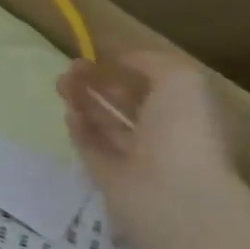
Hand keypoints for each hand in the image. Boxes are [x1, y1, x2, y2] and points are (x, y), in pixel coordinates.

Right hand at [57, 51, 235, 226]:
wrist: (170, 194)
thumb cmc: (183, 131)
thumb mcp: (180, 79)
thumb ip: (149, 61)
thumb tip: (119, 58)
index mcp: (189, 114)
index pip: (156, 86)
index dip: (128, 68)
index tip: (98, 54)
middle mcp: (165, 136)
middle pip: (127, 104)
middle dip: (99, 83)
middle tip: (70, 67)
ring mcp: (136, 159)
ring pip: (105, 123)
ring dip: (83, 101)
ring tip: (60, 83)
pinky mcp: (109, 177)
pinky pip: (91, 147)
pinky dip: (79, 128)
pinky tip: (67, 112)